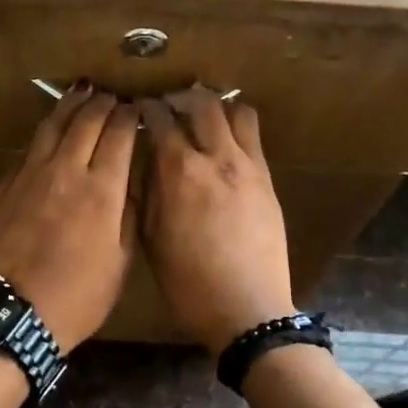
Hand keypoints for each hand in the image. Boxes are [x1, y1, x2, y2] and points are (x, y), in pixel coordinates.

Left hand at [0, 85, 137, 348]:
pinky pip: (29, 151)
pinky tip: (50, 135)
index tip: (135, 109)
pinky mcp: (5, 188)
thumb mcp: (121, 261)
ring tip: (81, 93)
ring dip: (70, 106)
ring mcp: (29, 176)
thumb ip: (127, 214)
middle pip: (85, 120)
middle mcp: (65, 171)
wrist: (17, 314)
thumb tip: (127, 181)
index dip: (128, 116)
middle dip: (101, 103)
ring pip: (51, 127)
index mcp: (101, 189)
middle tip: (110, 96)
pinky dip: (45, 135)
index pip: (118, 134)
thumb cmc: (79, 296)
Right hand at [138, 88, 295, 354]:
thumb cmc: (188, 284)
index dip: (147, 109)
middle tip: (168, 107)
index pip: (161, 120)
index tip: (138, 110)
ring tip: (201, 118)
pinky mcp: (268, 180)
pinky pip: (254, 137)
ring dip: (215, 107)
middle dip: (181, 97)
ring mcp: (249, 167)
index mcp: (179, 173)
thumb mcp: (151, 241)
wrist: (247, 310)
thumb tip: (147, 164)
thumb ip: (147, 195)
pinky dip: (237, 127)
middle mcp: (216, 158)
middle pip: (202, 103)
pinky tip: (224, 143)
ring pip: (236, 111)